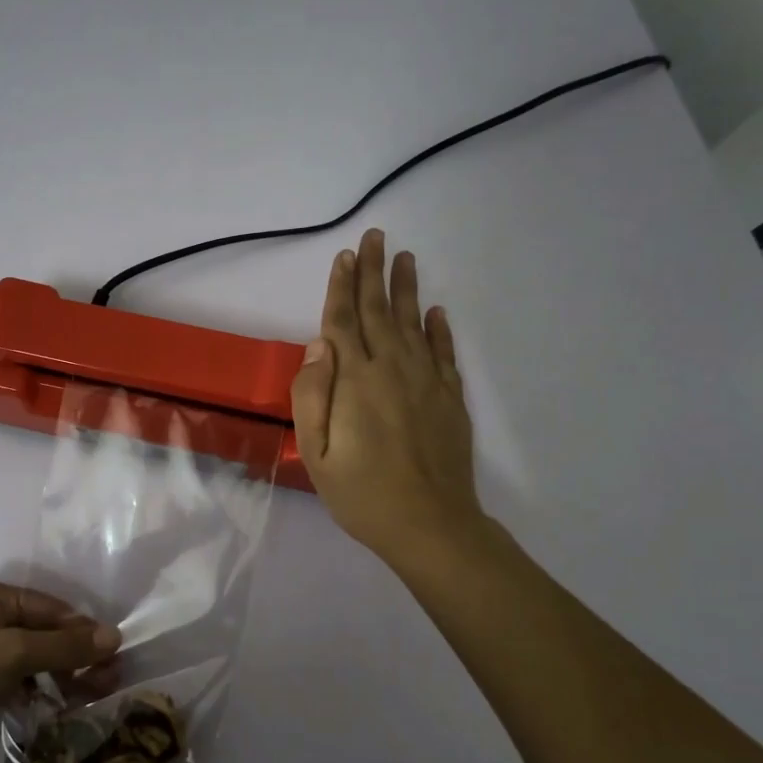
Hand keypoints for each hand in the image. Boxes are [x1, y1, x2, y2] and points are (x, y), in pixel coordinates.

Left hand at [0, 578, 119, 762]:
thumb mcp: (14, 655)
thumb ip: (65, 646)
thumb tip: (114, 636)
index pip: (54, 609)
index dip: (85, 632)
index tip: (114, 659)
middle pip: (46, 632)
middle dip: (77, 656)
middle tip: (108, 683)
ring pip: (33, 658)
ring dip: (61, 676)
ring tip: (88, 699)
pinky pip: (16, 677)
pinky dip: (37, 689)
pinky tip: (54, 707)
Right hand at [291, 229, 486, 569]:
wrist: (430, 525)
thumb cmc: (362, 494)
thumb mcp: (316, 453)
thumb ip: (312, 395)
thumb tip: (318, 344)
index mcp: (355, 380)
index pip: (343, 321)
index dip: (341, 287)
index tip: (344, 255)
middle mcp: (392, 369)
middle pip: (378, 311)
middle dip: (373, 272)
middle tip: (375, 237)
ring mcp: (426, 381)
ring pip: (413, 322)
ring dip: (406, 288)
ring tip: (404, 257)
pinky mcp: (450, 398)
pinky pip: (444, 353)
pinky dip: (440, 329)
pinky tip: (436, 311)